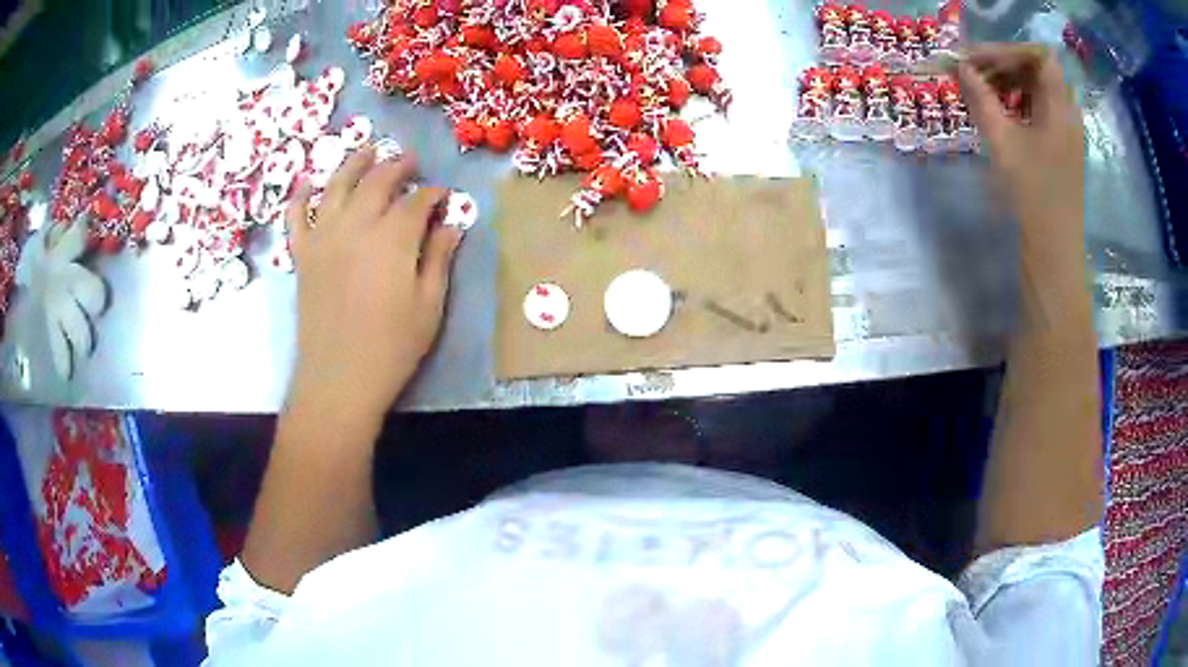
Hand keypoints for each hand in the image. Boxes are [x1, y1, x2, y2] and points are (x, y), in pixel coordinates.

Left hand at [283, 146, 461, 429]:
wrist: (338, 379)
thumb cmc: (391, 348)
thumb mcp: (428, 307)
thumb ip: (438, 259)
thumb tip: (452, 225)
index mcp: (393, 238)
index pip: (417, 201)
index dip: (433, 194)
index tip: (444, 195)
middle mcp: (357, 225)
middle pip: (378, 182)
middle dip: (397, 166)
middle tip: (409, 160)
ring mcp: (324, 236)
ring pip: (338, 184)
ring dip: (355, 162)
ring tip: (368, 150)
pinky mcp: (302, 254)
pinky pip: (296, 215)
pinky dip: (301, 195)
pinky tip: (309, 182)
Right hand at [958, 44, 1085, 264]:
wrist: (1053, 255)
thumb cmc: (1032, 200)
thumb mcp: (1003, 144)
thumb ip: (982, 100)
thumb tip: (961, 67)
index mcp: (1060, 109)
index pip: (1037, 56)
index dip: (1006, 51)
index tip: (976, 60)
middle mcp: (1067, 115)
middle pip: (1037, 70)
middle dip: (1002, 65)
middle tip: (972, 74)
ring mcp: (1066, 133)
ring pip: (1037, 90)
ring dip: (1008, 84)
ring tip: (981, 93)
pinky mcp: (1061, 149)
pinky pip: (1039, 111)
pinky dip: (1017, 103)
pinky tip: (999, 114)